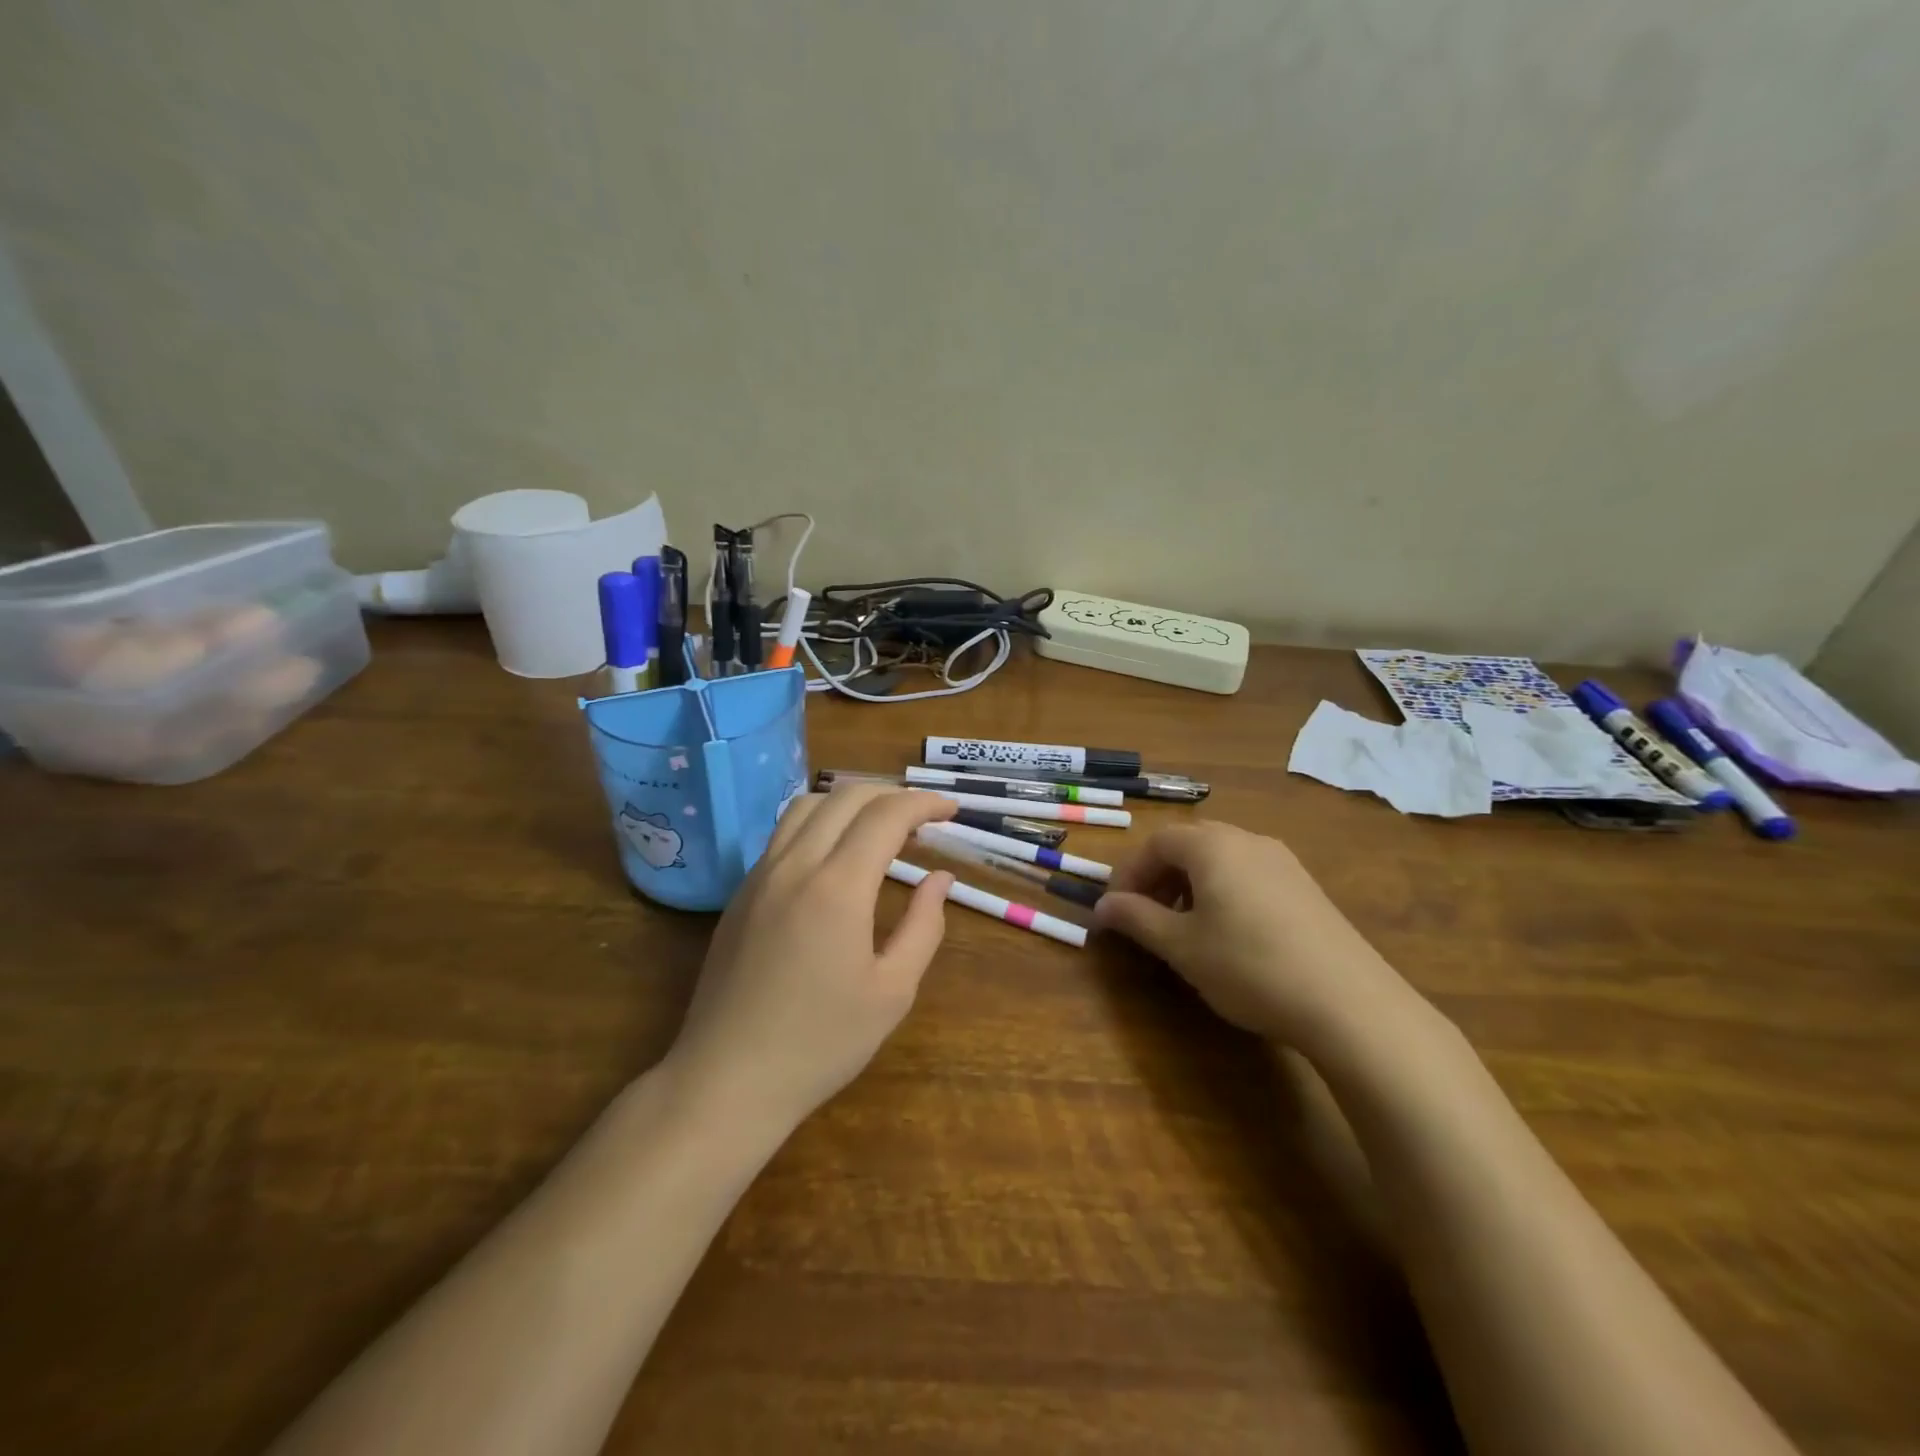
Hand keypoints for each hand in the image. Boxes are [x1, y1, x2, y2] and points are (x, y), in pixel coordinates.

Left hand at [664, 784, 956, 1142]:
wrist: (727, 1080)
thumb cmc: (821, 1044)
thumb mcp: (892, 992)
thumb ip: (923, 926)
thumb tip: (940, 878)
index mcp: (838, 887)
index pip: (886, 815)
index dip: (924, 804)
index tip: (951, 811)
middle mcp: (795, 865)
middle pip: (846, 796)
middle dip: (892, 794)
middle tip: (924, 818)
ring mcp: (761, 875)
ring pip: (808, 805)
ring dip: (851, 801)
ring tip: (881, 826)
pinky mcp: (741, 892)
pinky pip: (784, 833)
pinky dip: (820, 822)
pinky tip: (836, 855)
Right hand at [1092, 821, 1415, 1049]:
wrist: (1349, 1002)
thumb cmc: (1249, 966)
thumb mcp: (1182, 947)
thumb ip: (1137, 919)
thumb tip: (1102, 906)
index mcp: (1213, 846)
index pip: (1157, 842)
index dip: (1129, 872)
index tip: (1117, 909)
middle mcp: (1248, 840)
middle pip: (1190, 844)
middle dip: (1160, 876)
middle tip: (1146, 915)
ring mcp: (1283, 862)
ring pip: (1221, 859)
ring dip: (1191, 884)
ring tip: (1185, 928)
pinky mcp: (1306, 887)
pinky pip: (1250, 874)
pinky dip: (1225, 892)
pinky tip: (1231, 935)